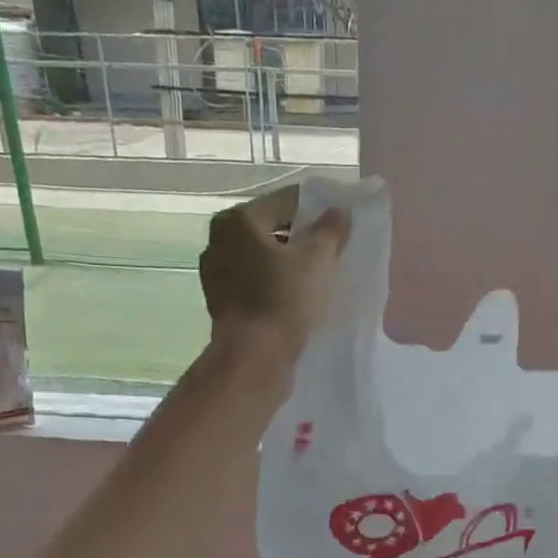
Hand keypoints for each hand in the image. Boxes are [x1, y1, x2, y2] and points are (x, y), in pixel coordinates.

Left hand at [198, 186, 350, 366]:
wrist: (254, 357)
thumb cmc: (284, 300)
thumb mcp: (318, 260)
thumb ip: (331, 229)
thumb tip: (339, 211)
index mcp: (238, 220)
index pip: (286, 200)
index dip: (318, 209)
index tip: (341, 221)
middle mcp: (219, 239)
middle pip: (271, 227)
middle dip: (301, 236)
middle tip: (332, 249)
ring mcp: (215, 272)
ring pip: (261, 256)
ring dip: (287, 261)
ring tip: (317, 273)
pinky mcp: (220, 300)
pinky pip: (254, 280)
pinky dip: (273, 282)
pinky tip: (295, 294)